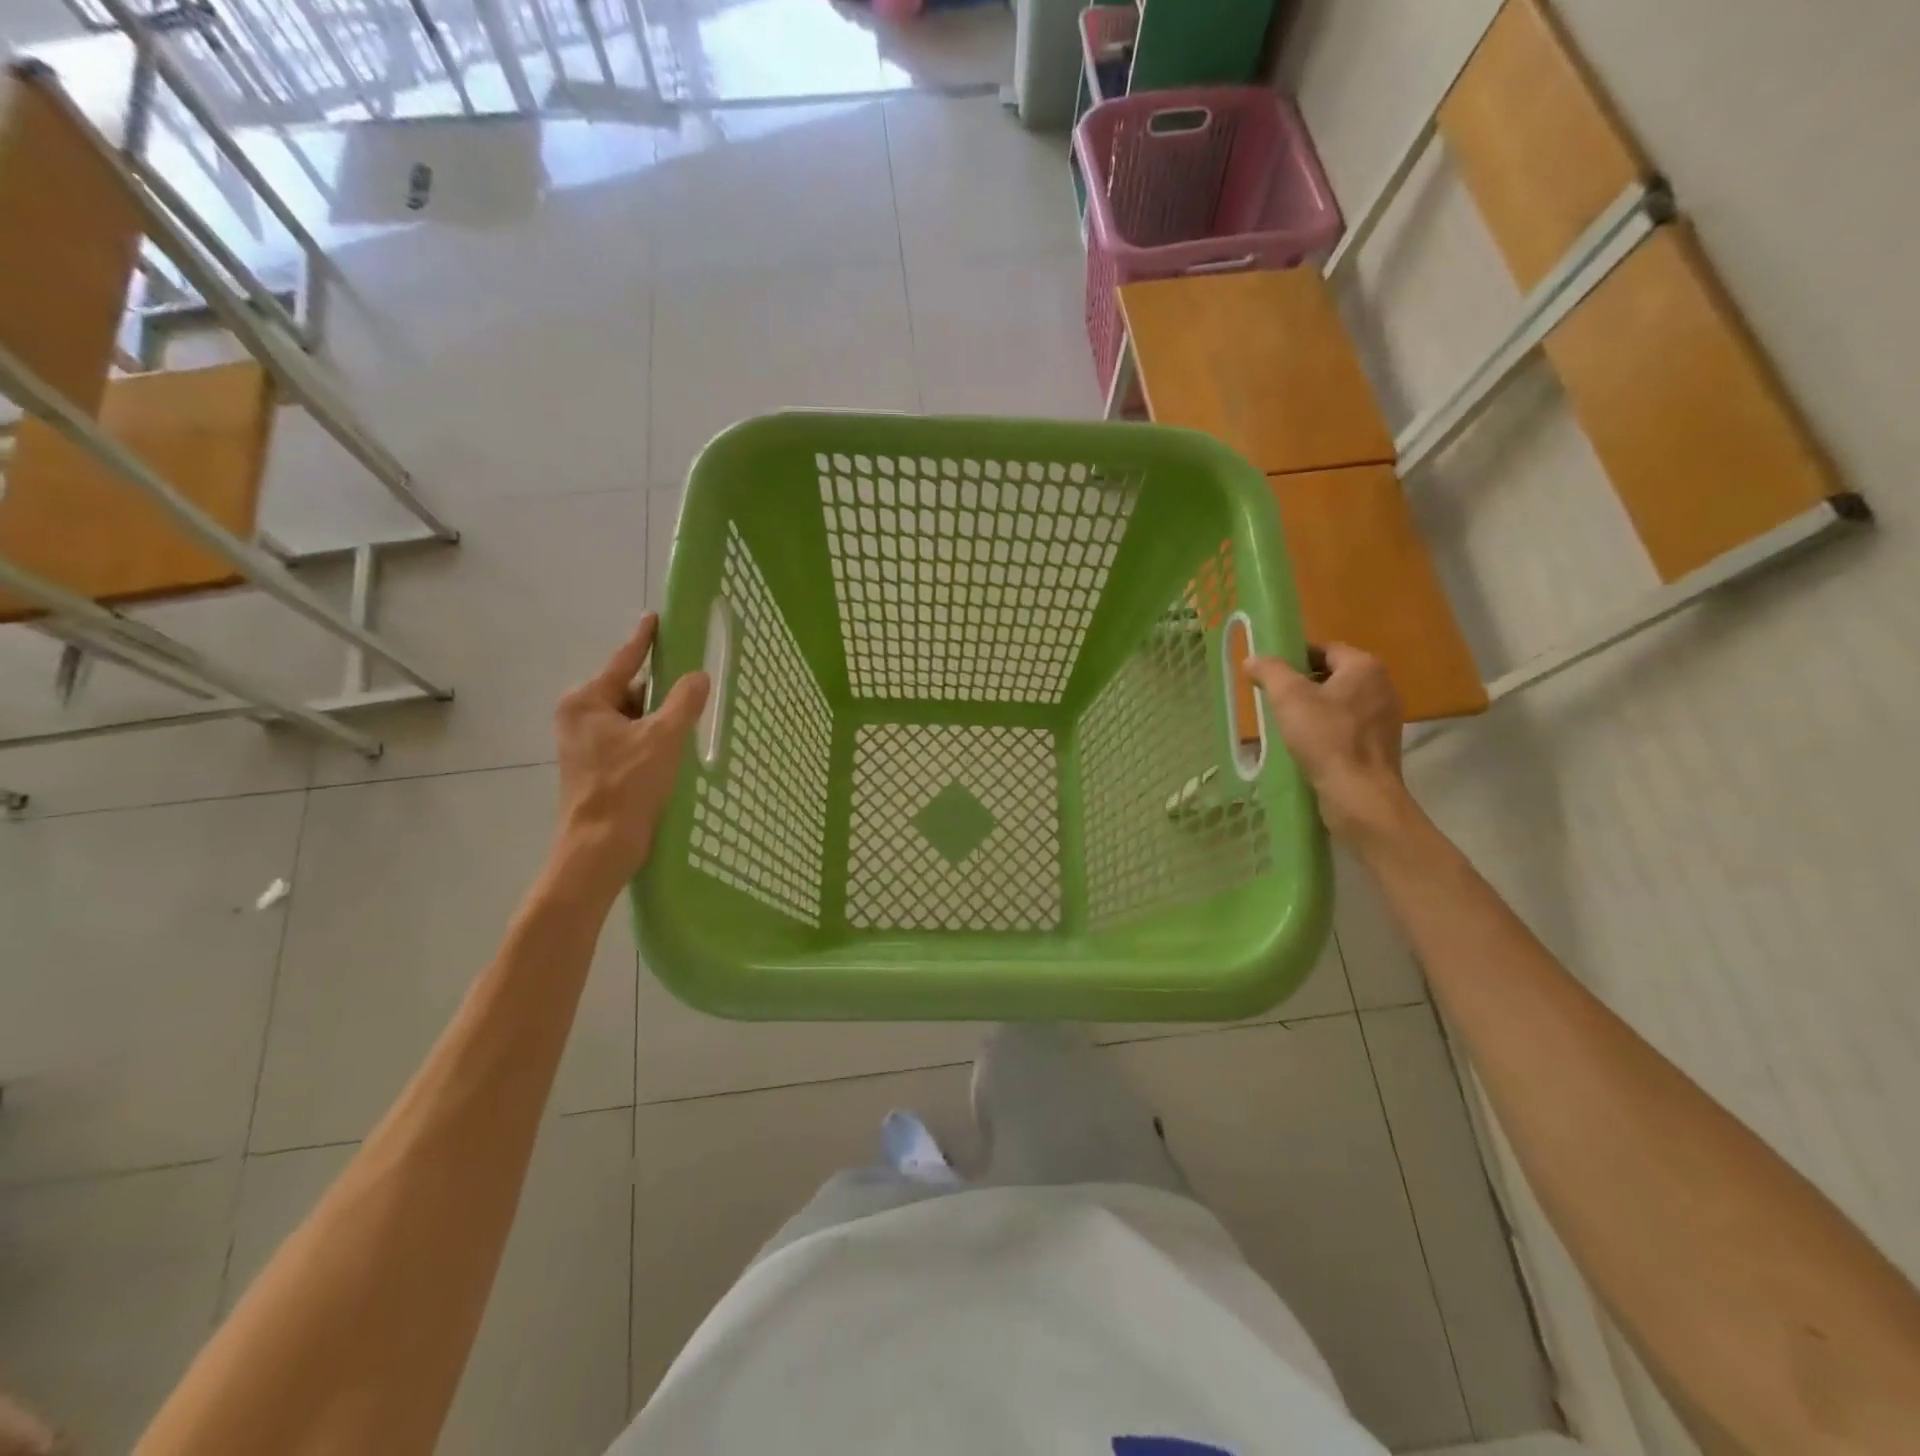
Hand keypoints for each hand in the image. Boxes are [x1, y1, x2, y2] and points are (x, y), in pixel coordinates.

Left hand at [551, 616, 709, 897]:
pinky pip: (630, 738)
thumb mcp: (663, 738)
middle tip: (694, 685)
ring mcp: (586, 743)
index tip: (656, 618)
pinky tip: (676, 748)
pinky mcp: (597, 766)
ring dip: (660, 719)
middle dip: (661, 691)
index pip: (623, 660)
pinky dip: (653, 738)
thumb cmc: (627, 786)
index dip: (644, 640)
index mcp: (586, 701)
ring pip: (633, 716)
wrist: (599, 848)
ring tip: (691, 721)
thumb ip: (683, 702)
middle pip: (630, 690)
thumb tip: (698, 676)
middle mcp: (580, 716)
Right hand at [1244, 644, 1418, 845]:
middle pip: (1334, 675)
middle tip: (1274, 698)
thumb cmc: (1326, 738)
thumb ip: (1270, 671)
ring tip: (1286, 723)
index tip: (1271, 674)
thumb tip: (1253, 659)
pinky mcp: (1381, 745)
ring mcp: (1385, 718)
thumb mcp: (1289, 698)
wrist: (1359, 795)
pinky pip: (1348, 726)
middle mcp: (1382, 686)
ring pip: (1341, 702)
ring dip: (1315, 708)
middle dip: (1303, 684)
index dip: (1295, 657)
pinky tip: (1307, 745)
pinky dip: (1328, 729)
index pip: (1325, 649)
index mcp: (1365, 667)